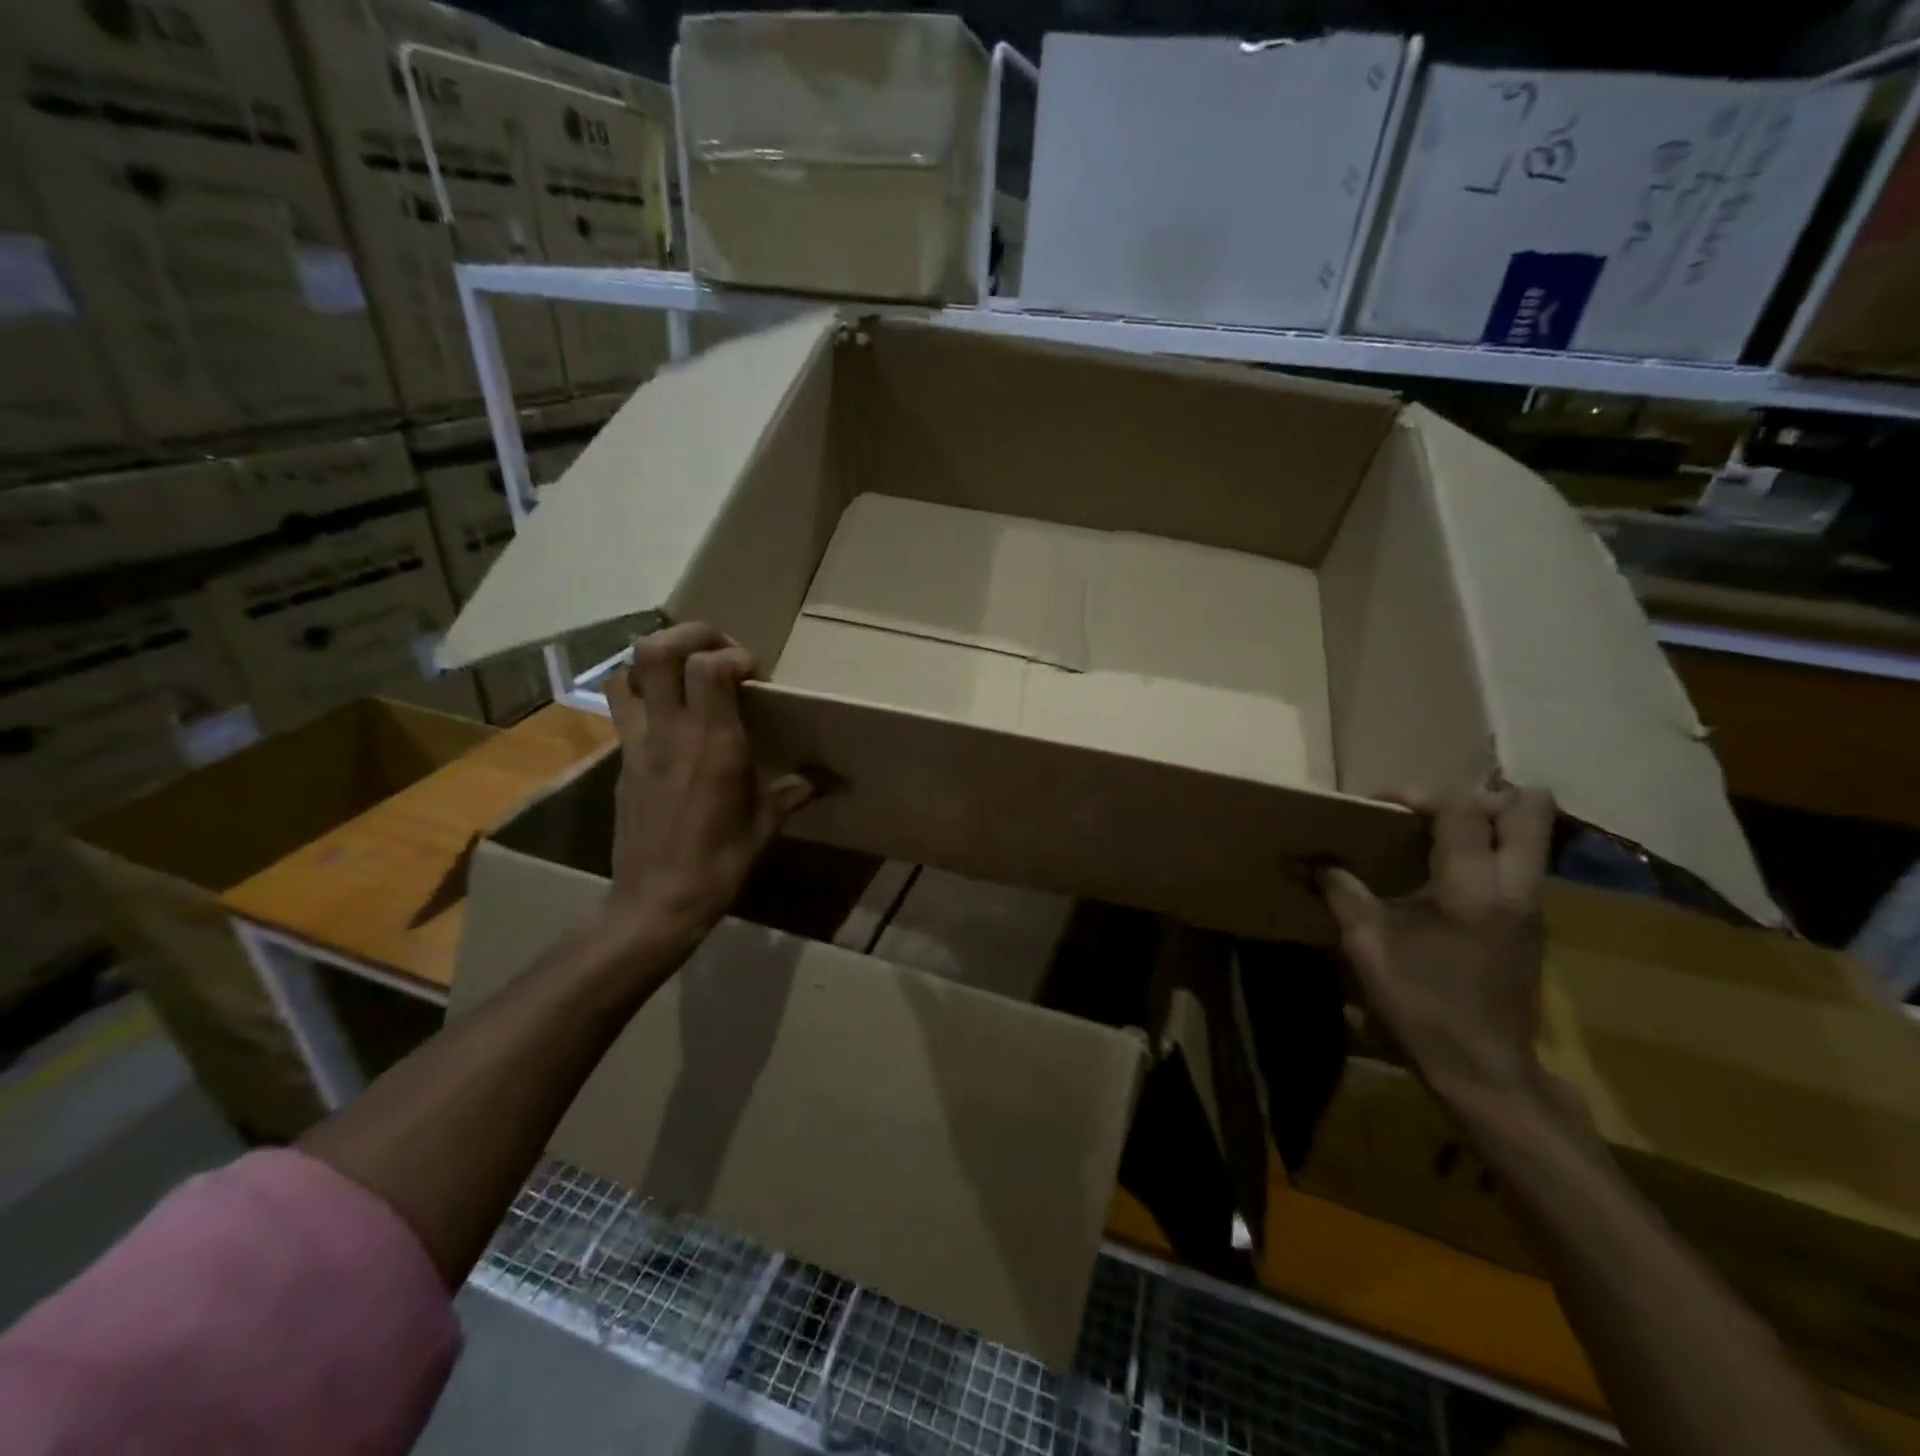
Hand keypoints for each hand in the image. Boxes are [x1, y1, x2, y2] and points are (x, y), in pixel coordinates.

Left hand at [603, 623, 812, 953]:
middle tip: (720, 649)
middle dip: (691, 634)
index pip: (709, 667)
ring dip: (658, 657)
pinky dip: (640, 689)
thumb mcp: (765, 826)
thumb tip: (832, 779)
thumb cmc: (717, 864)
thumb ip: (795, 791)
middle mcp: (670, 731)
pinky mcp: (621, 759)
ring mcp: (638, 742)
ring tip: (688, 670)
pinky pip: (621, 705)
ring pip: (628, 670)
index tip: (756, 674)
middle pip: (657, 650)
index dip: (734, 654)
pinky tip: (668, 710)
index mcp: (712, 744)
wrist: (654, 903)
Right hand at [1320, 783, 1555, 1108]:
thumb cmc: (1421, 1004)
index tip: (1379, 807)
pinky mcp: (1533, 927)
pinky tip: (1446, 879)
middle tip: (1432, 811)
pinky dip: (1490, 854)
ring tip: (1437, 837)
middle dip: (1481, 796)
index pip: (1461, 809)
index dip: (1417, 794)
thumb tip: (1310, 861)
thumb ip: (1340, 891)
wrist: (1485, 1071)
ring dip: (1489, 823)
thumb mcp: (1366, 945)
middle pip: (1529, 809)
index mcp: (1473, 887)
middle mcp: (1516, 887)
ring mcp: (1534, 907)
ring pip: (1532, 838)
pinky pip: (1521, 866)